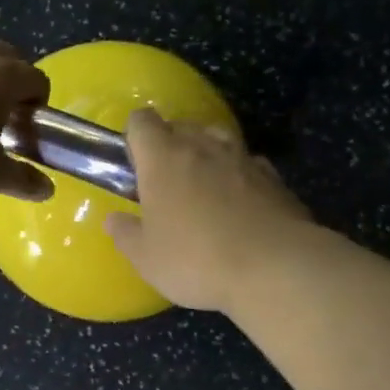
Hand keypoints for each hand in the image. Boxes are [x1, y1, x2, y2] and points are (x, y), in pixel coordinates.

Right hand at [103, 110, 313, 311]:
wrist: (275, 268)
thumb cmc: (197, 260)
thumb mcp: (147, 259)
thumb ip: (126, 235)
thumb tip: (114, 220)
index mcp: (164, 158)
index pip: (142, 121)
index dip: (135, 135)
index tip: (134, 162)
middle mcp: (204, 147)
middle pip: (182, 126)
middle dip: (171, 145)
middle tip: (166, 181)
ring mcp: (244, 159)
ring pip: (219, 139)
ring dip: (208, 155)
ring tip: (204, 187)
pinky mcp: (275, 178)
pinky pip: (249, 165)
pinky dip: (240, 177)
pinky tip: (241, 205)